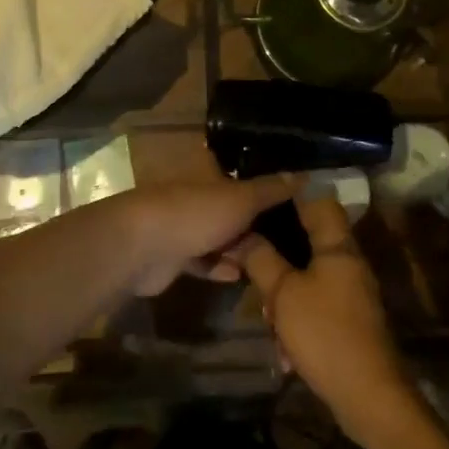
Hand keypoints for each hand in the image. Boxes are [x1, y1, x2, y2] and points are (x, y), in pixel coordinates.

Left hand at [117, 175, 302, 296]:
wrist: (143, 247)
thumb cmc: (196, 212)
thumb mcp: (241, 198)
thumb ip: (270, 190)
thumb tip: (304, 174)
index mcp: (208, 173)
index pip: (239, 172)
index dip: (262, 182)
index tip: (291, 196)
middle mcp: (196, 195)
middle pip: (230, 206)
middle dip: (254, 220)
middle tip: (290, 236)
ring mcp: (183, 225)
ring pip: (218, 234)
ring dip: (239, 247)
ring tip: (271, 259)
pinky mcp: (174, 257)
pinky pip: (203, 261)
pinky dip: (220, 267)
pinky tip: (240, 276)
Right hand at [238, 198, 421, 445]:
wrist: (370, 397)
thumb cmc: (325, 333)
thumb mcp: (283, 294)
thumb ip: (262, 260)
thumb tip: (243, 234)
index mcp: (338, 246)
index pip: (318, 200)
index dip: (291, 195)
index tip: (260, 200)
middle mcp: (349, 263)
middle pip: (309, 242)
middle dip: (278, 260)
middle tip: (255, 275)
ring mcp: (352, 293)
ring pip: (309, 279)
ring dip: (285, 299)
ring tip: (271, 324)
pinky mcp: (350, 321)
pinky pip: (317, 306)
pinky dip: (299, 323)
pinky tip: (286, 352)